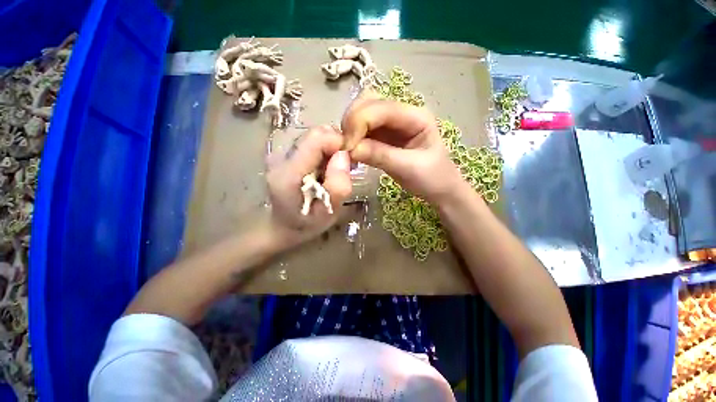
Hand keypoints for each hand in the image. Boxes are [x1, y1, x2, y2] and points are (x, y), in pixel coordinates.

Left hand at [266, 125, 351, 246]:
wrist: (283, 226)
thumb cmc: (306, 224)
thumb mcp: (328, 213)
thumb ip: (337, 187)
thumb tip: (344, 155)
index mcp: (288, 173)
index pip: (316, 139)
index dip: (339, 142)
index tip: (352, 157)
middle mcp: (281, 157)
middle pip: (316, 134)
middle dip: (337, 145)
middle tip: (347, 165)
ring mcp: (281, 154)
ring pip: (315, 136)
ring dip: (331, 148)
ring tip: (337, 169)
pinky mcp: (286, 154)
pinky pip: (311, 143)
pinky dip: (325, 151)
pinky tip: (327, 168)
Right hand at [341, 93, 462, 203]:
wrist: (440, 189)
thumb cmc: (433, 178)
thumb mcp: (410, 168)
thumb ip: (381, 156)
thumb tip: (350, 150)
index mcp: (415, 116)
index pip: (380, 108)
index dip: (359, 123)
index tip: (347, 148)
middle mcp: (401, 114)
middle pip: (368, 103)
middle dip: (352, 122)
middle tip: (345, 147)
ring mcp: (391, 125)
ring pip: (362, 115)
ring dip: (349, 129)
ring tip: (347, 150)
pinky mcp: (383, 137)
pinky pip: (363, 131)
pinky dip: (353, 139)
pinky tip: (351, 151)